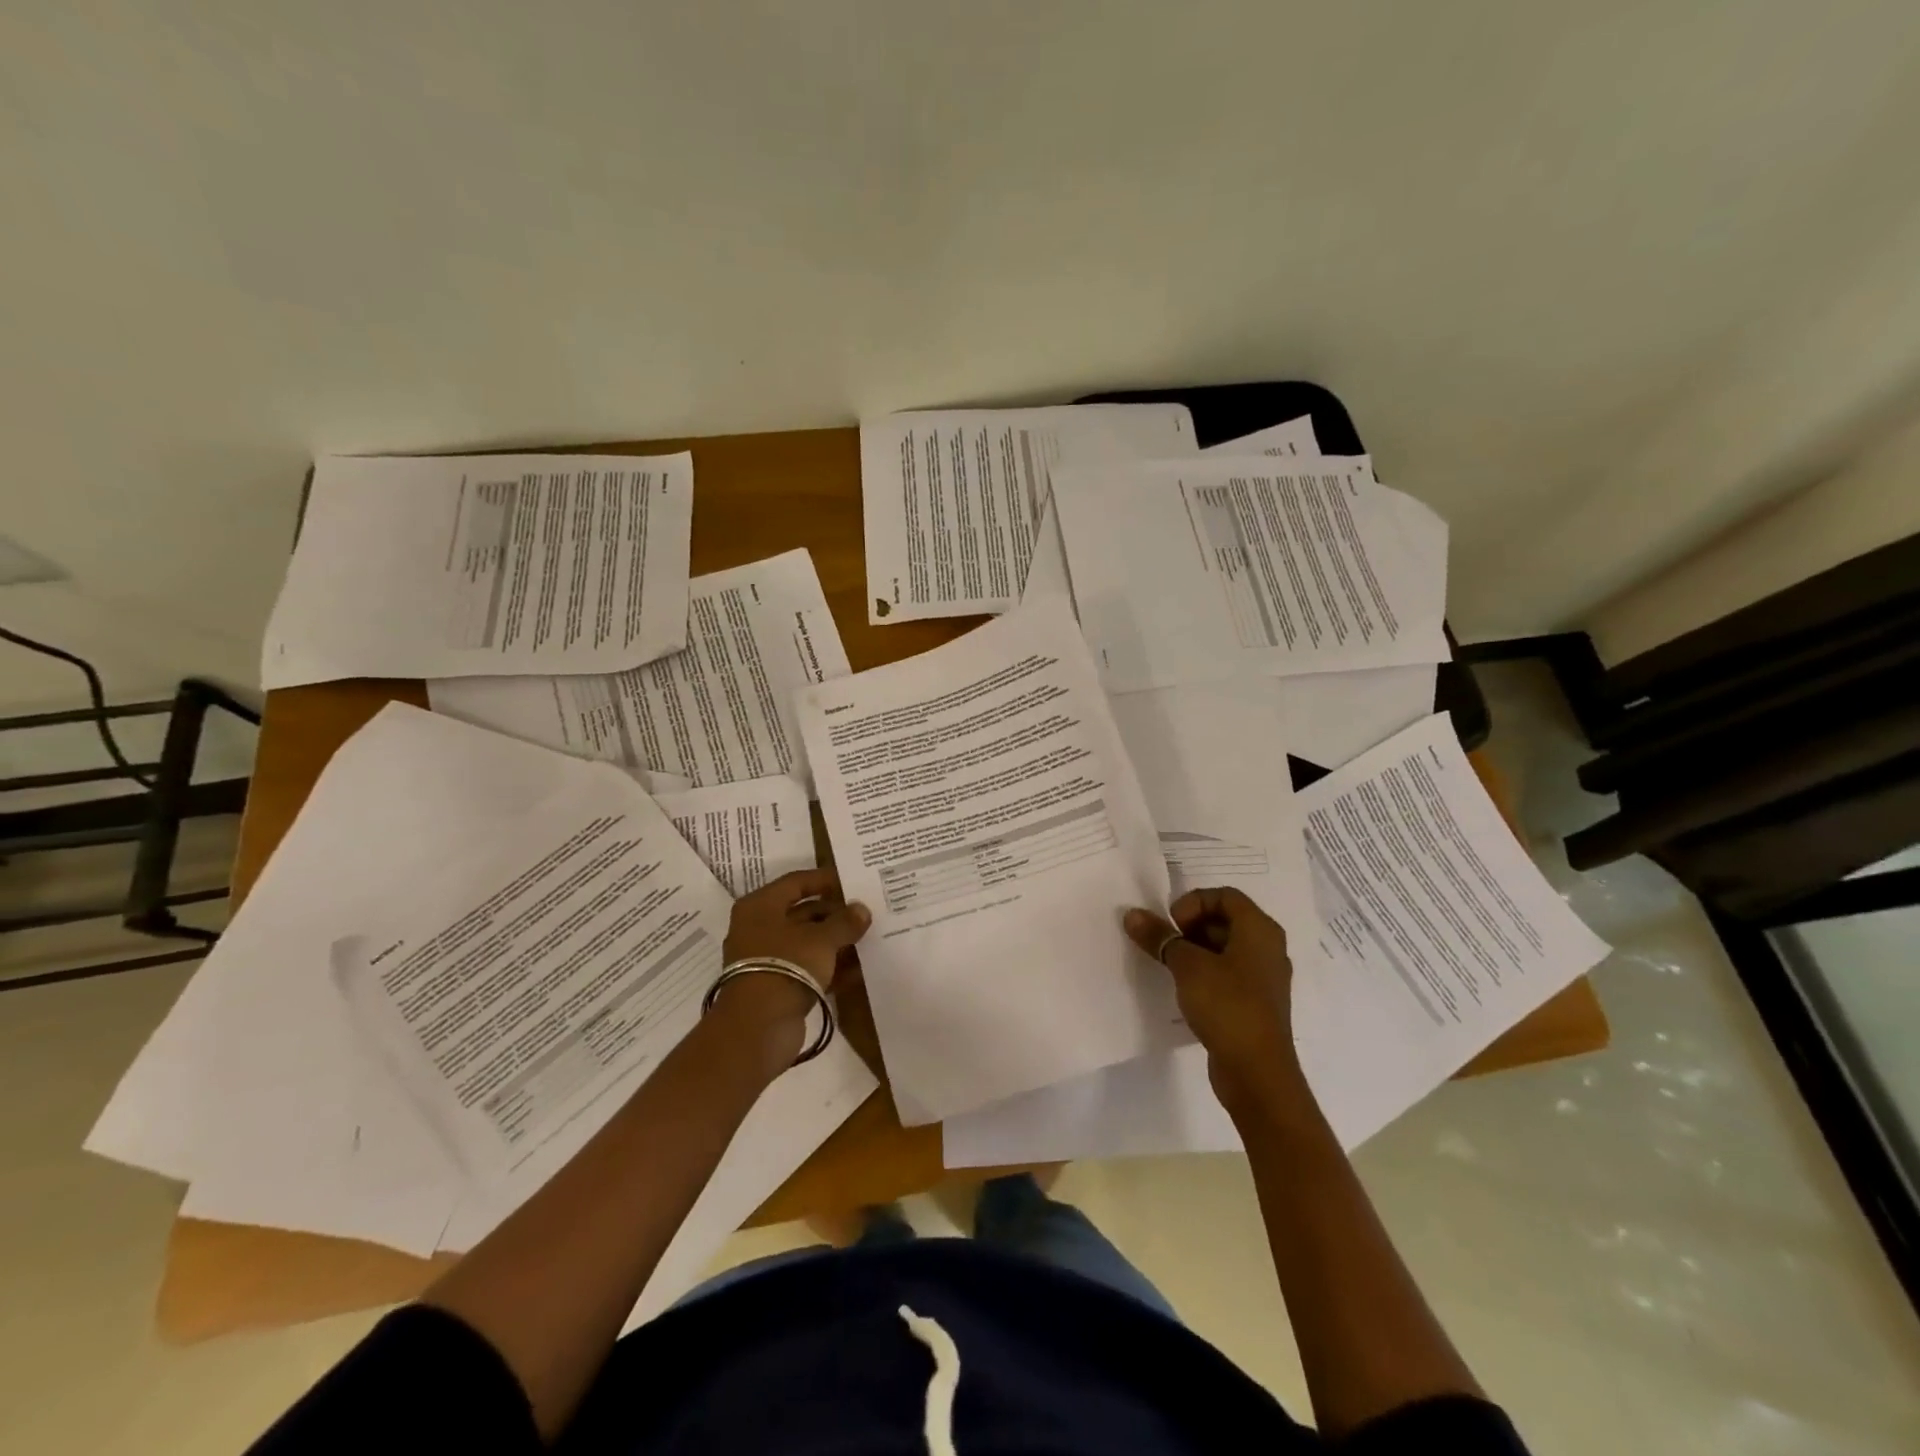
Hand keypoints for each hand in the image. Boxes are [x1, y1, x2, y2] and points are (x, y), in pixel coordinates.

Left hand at [714, 869, 870, 1060]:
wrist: (757, 1028)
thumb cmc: (786, 966)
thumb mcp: (821, 939)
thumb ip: (844, 922)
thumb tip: (862, 910)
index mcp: (761, 906)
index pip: (796, 882)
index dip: (825, 880)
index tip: (852, 882)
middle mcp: (759, 928)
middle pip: (802, 912)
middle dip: (835, 914)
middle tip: (866, 913)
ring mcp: (766, 959)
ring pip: (806, 942)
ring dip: (835, 941)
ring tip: (868, 938)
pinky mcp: (776, 986)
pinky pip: (807, 968)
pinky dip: (829, 967)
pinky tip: (858, 970)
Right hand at [1124, 887, 1305, 1114]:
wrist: (1257, 1073)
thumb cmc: (1227, 1006)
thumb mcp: (1187, 966)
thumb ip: (1160, 937)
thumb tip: (1132, 914)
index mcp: (1260, 930)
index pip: (1224, 895)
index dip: (1193, 902)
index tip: (1172, 925)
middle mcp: (1267, 948)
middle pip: (1225, 919)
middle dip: (1190, 926)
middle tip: (1167, 944)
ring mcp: (1263, 977)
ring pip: (1225, 948)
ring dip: (1194, 950)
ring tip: (1170, 966)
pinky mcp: (1255, 1003)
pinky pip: (1228, 973)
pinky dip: (1205, 973)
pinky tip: (1184, 989)